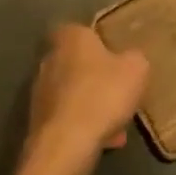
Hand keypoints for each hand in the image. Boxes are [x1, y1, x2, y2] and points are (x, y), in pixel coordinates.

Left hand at [25, 24, 148, 173]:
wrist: (66, 145)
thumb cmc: (103, 95)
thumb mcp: (136, 70)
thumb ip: (135, 58)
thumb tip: (130, 59)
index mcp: (70, 38)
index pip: (80, 29)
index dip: (99, 41)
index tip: (116, 55)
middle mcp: (49, 60)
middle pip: (77, 63)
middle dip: (97, 76)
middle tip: (120, 89)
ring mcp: (40, 92)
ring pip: (74, 93)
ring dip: (93, 104)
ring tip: (118, 121)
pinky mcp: (39, 121)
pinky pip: (69, 117)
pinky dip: (86, 125)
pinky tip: (107, 140)